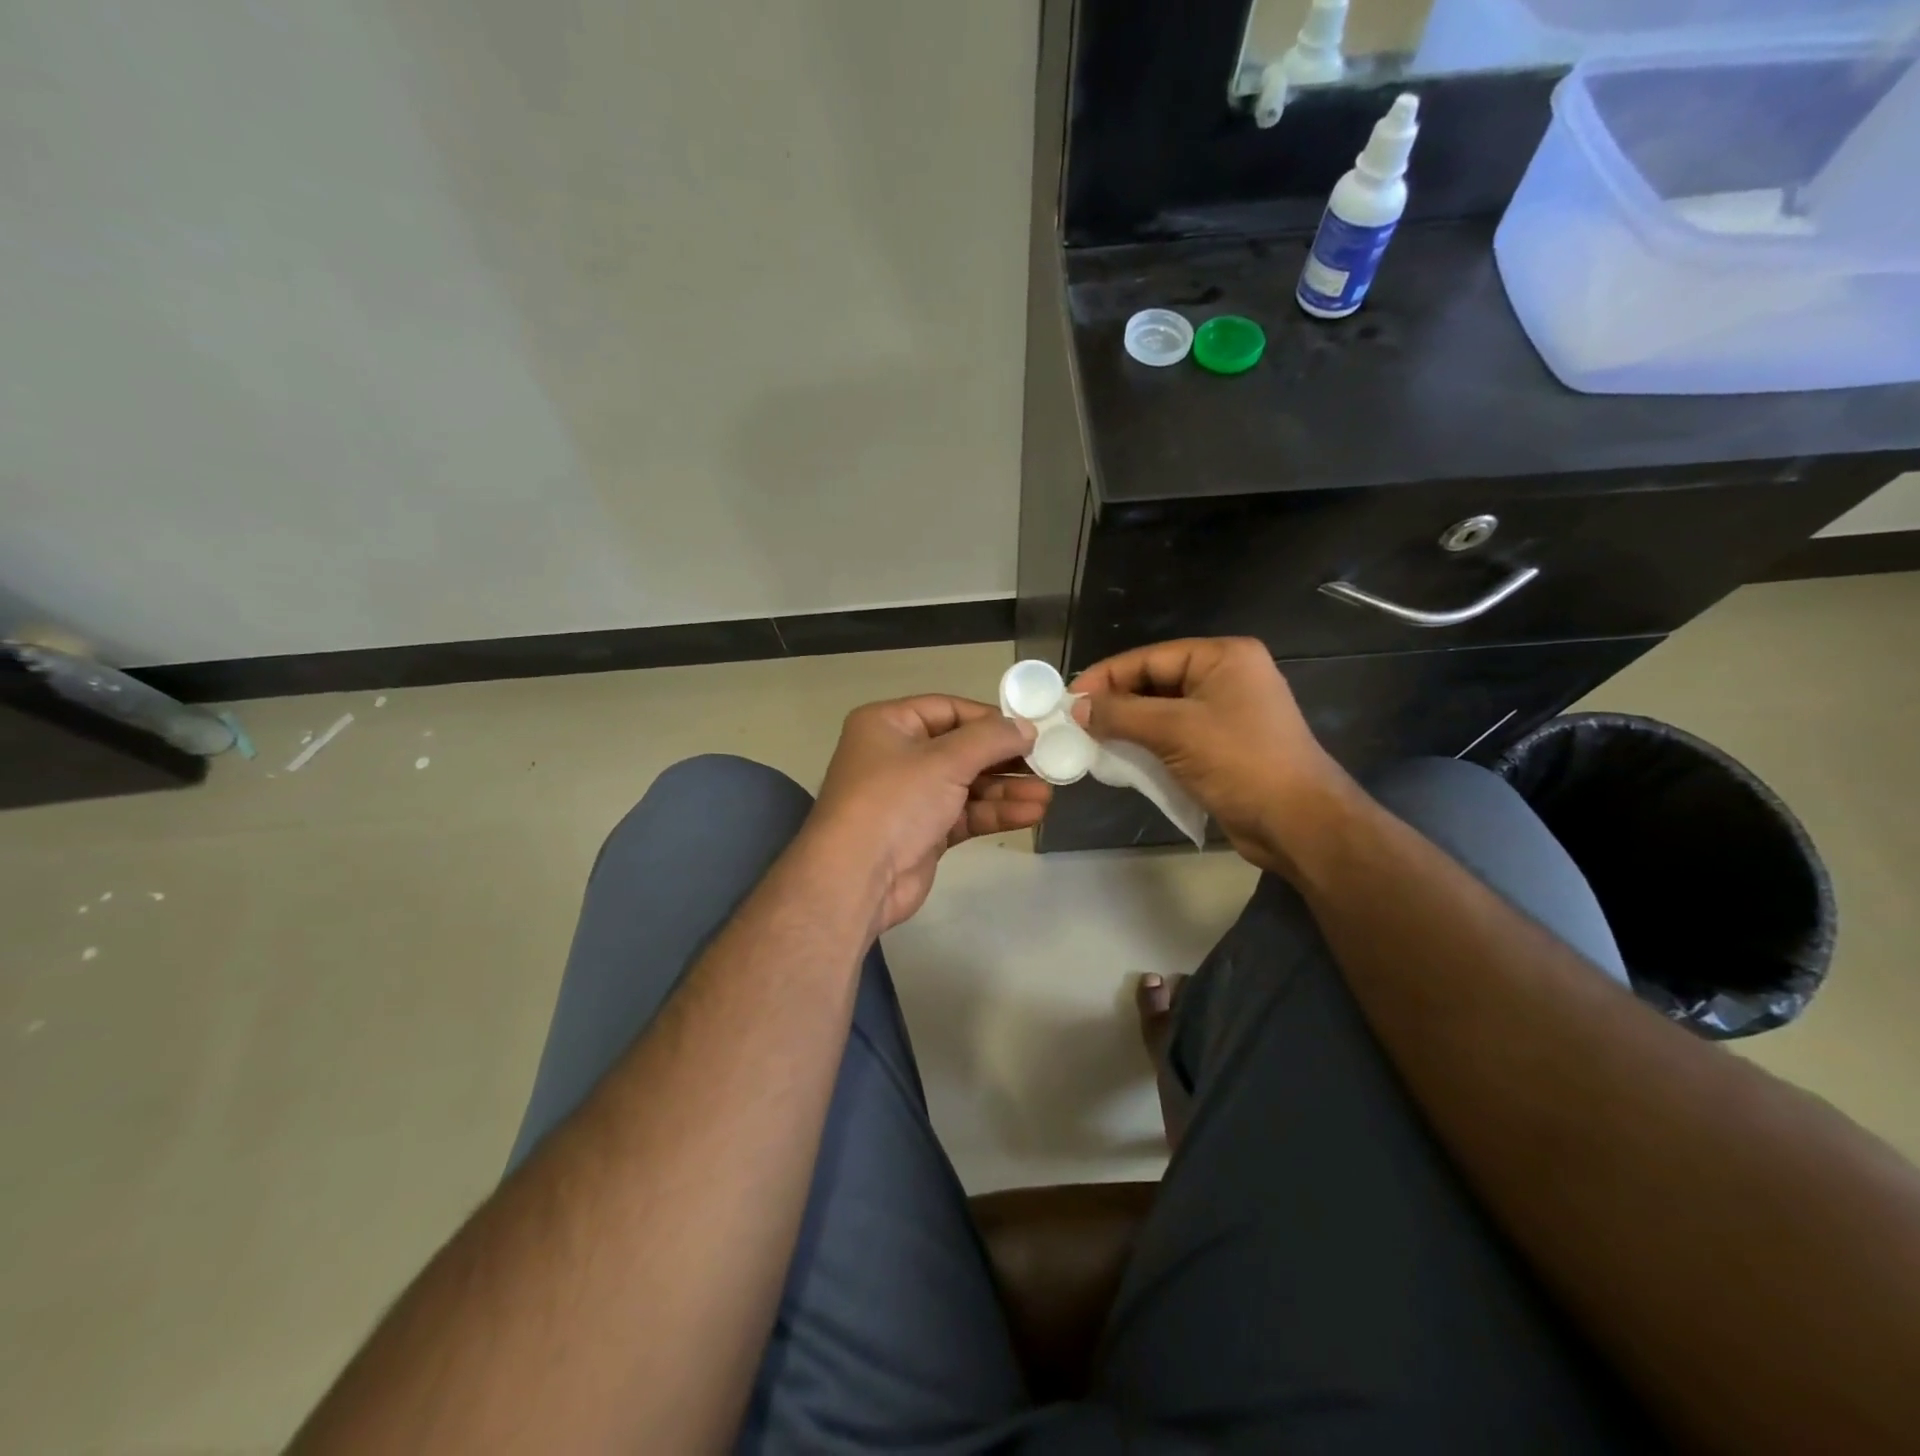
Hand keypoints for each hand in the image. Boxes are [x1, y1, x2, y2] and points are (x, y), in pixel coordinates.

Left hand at [805, 696, 1049, 932]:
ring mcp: (910, 796)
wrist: (857, 877)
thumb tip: (1026, 727)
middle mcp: (897, 755)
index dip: (990, 718)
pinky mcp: (923, 831)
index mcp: (889, 723)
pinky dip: (995, 812)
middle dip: (1005, 759)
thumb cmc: (895, 801)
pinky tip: (1031, 813)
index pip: (948, 709)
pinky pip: (965, 813)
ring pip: (967, 785)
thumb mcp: (944, 760)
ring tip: (1048, 794)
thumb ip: (990, 739)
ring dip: (1006, 789)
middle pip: (962, 748)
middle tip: (1048, 762)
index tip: (1030, 729)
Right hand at [1070, 638, 1353, 875]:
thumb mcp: (1174, 731)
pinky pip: (1175, 736)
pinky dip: (1148, 745)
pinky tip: (1121, 758)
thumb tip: (1077, 707)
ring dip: (1129, 726)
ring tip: (1090, 740)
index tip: (1068, 698)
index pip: (1150, 658)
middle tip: (1075, 722)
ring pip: (1163, 711)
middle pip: (1155, 682)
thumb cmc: (1239, 762)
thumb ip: (1121, 714)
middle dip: (1116, 702)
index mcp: (1223, 658)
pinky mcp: (1224, 746)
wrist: (1297, 822)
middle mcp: (1226, 677)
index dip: (1107, 676)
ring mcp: (1227, 713)